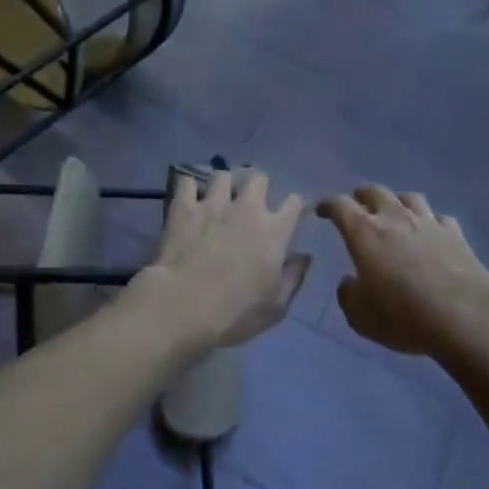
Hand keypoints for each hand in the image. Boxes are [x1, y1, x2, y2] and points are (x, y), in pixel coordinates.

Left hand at [137, 170, 308, 349]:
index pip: (294, 202)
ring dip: (223, 184)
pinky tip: (187, 199)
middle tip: (249, 202)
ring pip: (222, 175)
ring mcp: (213, 204)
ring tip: (217, 196)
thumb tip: (305, 257)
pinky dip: (188, 188)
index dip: (293, 205)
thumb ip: (294, 277)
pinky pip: (186, 182)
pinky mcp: (183, 208)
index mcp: (274, 231)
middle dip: (256, 186)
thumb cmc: (236, 312)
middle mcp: (247, 209)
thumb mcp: (276, 306)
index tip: (288, 214)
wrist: (184, 306)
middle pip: (258, 178)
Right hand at [317, 187, 488, 360]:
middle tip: (357, 202)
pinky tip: (430, 230)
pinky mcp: (456, 234)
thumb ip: (348, 295)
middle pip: (375, 192)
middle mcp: (395, 219)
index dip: (328, 205)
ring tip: (394, 210)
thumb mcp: (361, 317)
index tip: (322, 210)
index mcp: (365, 233)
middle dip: (361, 195)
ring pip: (410, 197)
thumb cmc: (404, 316)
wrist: (464, 317)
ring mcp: (429, 223)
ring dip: (397, 201)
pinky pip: (438, 217)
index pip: (340, 206)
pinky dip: (429, 220)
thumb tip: (349, 282)